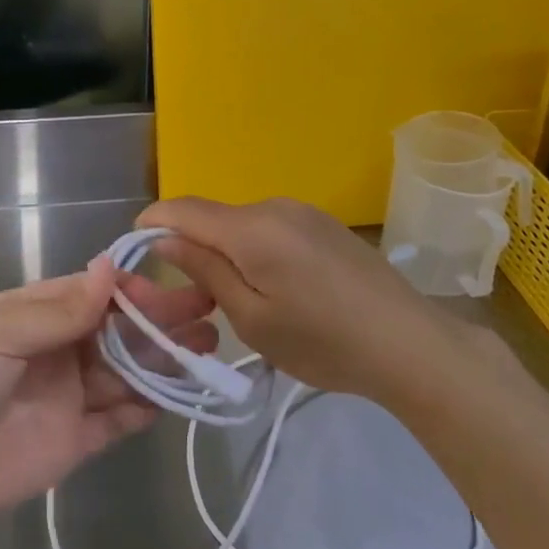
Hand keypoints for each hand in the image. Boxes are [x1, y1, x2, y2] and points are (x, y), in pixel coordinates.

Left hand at [0, 257, 215, 531]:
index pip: (97, 293)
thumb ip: (59, 310)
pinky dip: (147, 407)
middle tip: (208, 314)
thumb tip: (110, 268)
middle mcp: (60, 348)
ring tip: (207, 350)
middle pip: (120, 331)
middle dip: (161, 322)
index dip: (132, 291)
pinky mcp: (75, 443)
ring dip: (164, 361)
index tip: (165, 293)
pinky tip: (177, 397)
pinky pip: (118, 419)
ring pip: (127, 372)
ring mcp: (69, 395)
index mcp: (38, 313)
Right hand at [138, 196, 452, 399]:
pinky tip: (281, 290)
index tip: (137, 250)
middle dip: (193, 246)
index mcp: (250, 227)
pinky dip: (257, 250)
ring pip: (242, 224)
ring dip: (227, 250)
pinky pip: (271, 228)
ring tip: (242, 301)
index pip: (183, 209)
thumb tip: (164, 238)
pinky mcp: (323, 223)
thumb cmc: (323, 341)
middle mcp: (273, 206)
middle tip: (195, 298)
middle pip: (213, 217)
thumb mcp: (252, 319)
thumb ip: (205, 271)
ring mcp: (303, 211)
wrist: (410, 343)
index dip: (152, 223)